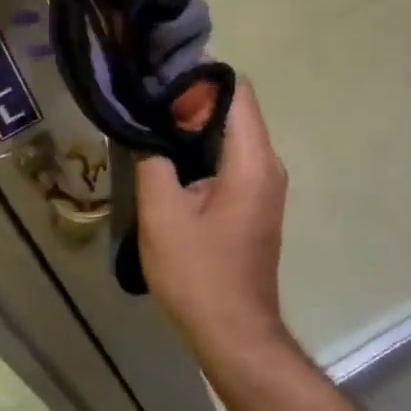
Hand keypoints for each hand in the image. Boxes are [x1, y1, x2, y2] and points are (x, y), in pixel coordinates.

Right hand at [136, 81, 289, 354]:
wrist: (233, 334)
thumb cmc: (198, 274)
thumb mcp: (162, 213)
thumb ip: (153, 159)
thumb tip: (147, 129)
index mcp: (251, 161)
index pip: (236, 91)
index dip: (198, 76)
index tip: (157, 77)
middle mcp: (266, 164)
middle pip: (233, 109)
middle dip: (189, 98)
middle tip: (143, 98)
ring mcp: (262, 184)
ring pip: (229, 133)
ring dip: (191, 124)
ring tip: (147, 122)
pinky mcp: (252, 201)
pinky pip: (228, 157)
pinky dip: (199, 148)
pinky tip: (164, 155)